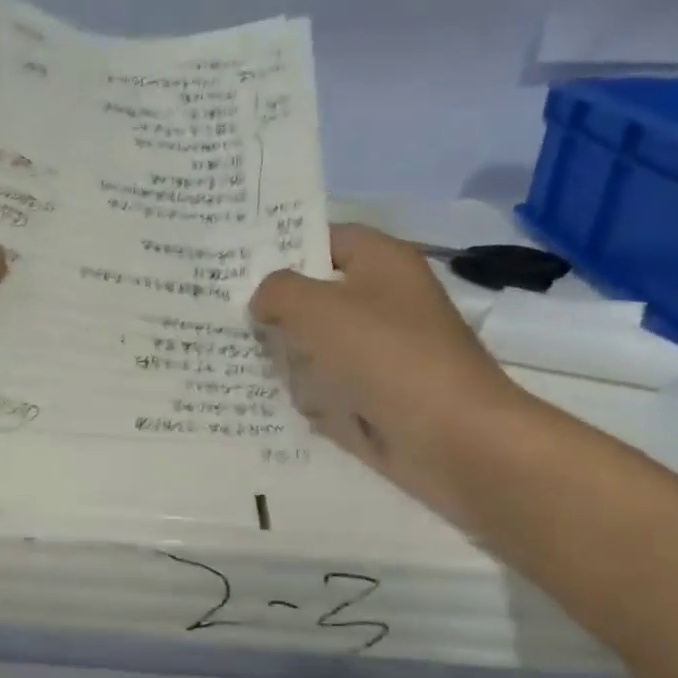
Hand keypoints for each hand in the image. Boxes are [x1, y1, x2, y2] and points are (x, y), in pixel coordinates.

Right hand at [249, 225, 542, 527]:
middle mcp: (383, 301)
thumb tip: (262, 300)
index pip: (323, 238)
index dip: (281, 248)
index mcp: (382, 263)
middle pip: (315, 294)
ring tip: (239, 360)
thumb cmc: (386, 357)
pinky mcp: (376, 394)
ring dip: (286, 355)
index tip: (235, 268)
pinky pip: (327, 384)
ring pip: (316, 343)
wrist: (451, 439)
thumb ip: (278, 291)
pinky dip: (305, 392)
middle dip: (275, 309)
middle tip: (226, 317)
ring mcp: (381, 351)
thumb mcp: (317, 309)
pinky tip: (271, 397)